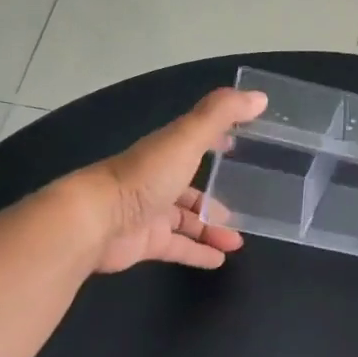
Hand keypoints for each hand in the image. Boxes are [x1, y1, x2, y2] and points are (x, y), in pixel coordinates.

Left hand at [67, 86, 267, 273]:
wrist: (97, 221)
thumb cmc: (145, 176)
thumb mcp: (187, 139)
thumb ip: (221, 115)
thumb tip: (260, 96)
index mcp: (166, 152)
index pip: (195, 141)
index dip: (216, 140)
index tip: (238, 143)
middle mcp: (157, 181)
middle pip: (190, 188)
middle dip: (215, 197)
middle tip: (243, 208)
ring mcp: (150, 213)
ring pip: (187, 221)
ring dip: (212, 229)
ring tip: (237, 241)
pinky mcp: (146, 243)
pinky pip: (179, 248)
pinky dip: (199, 253)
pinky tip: (219, 260)